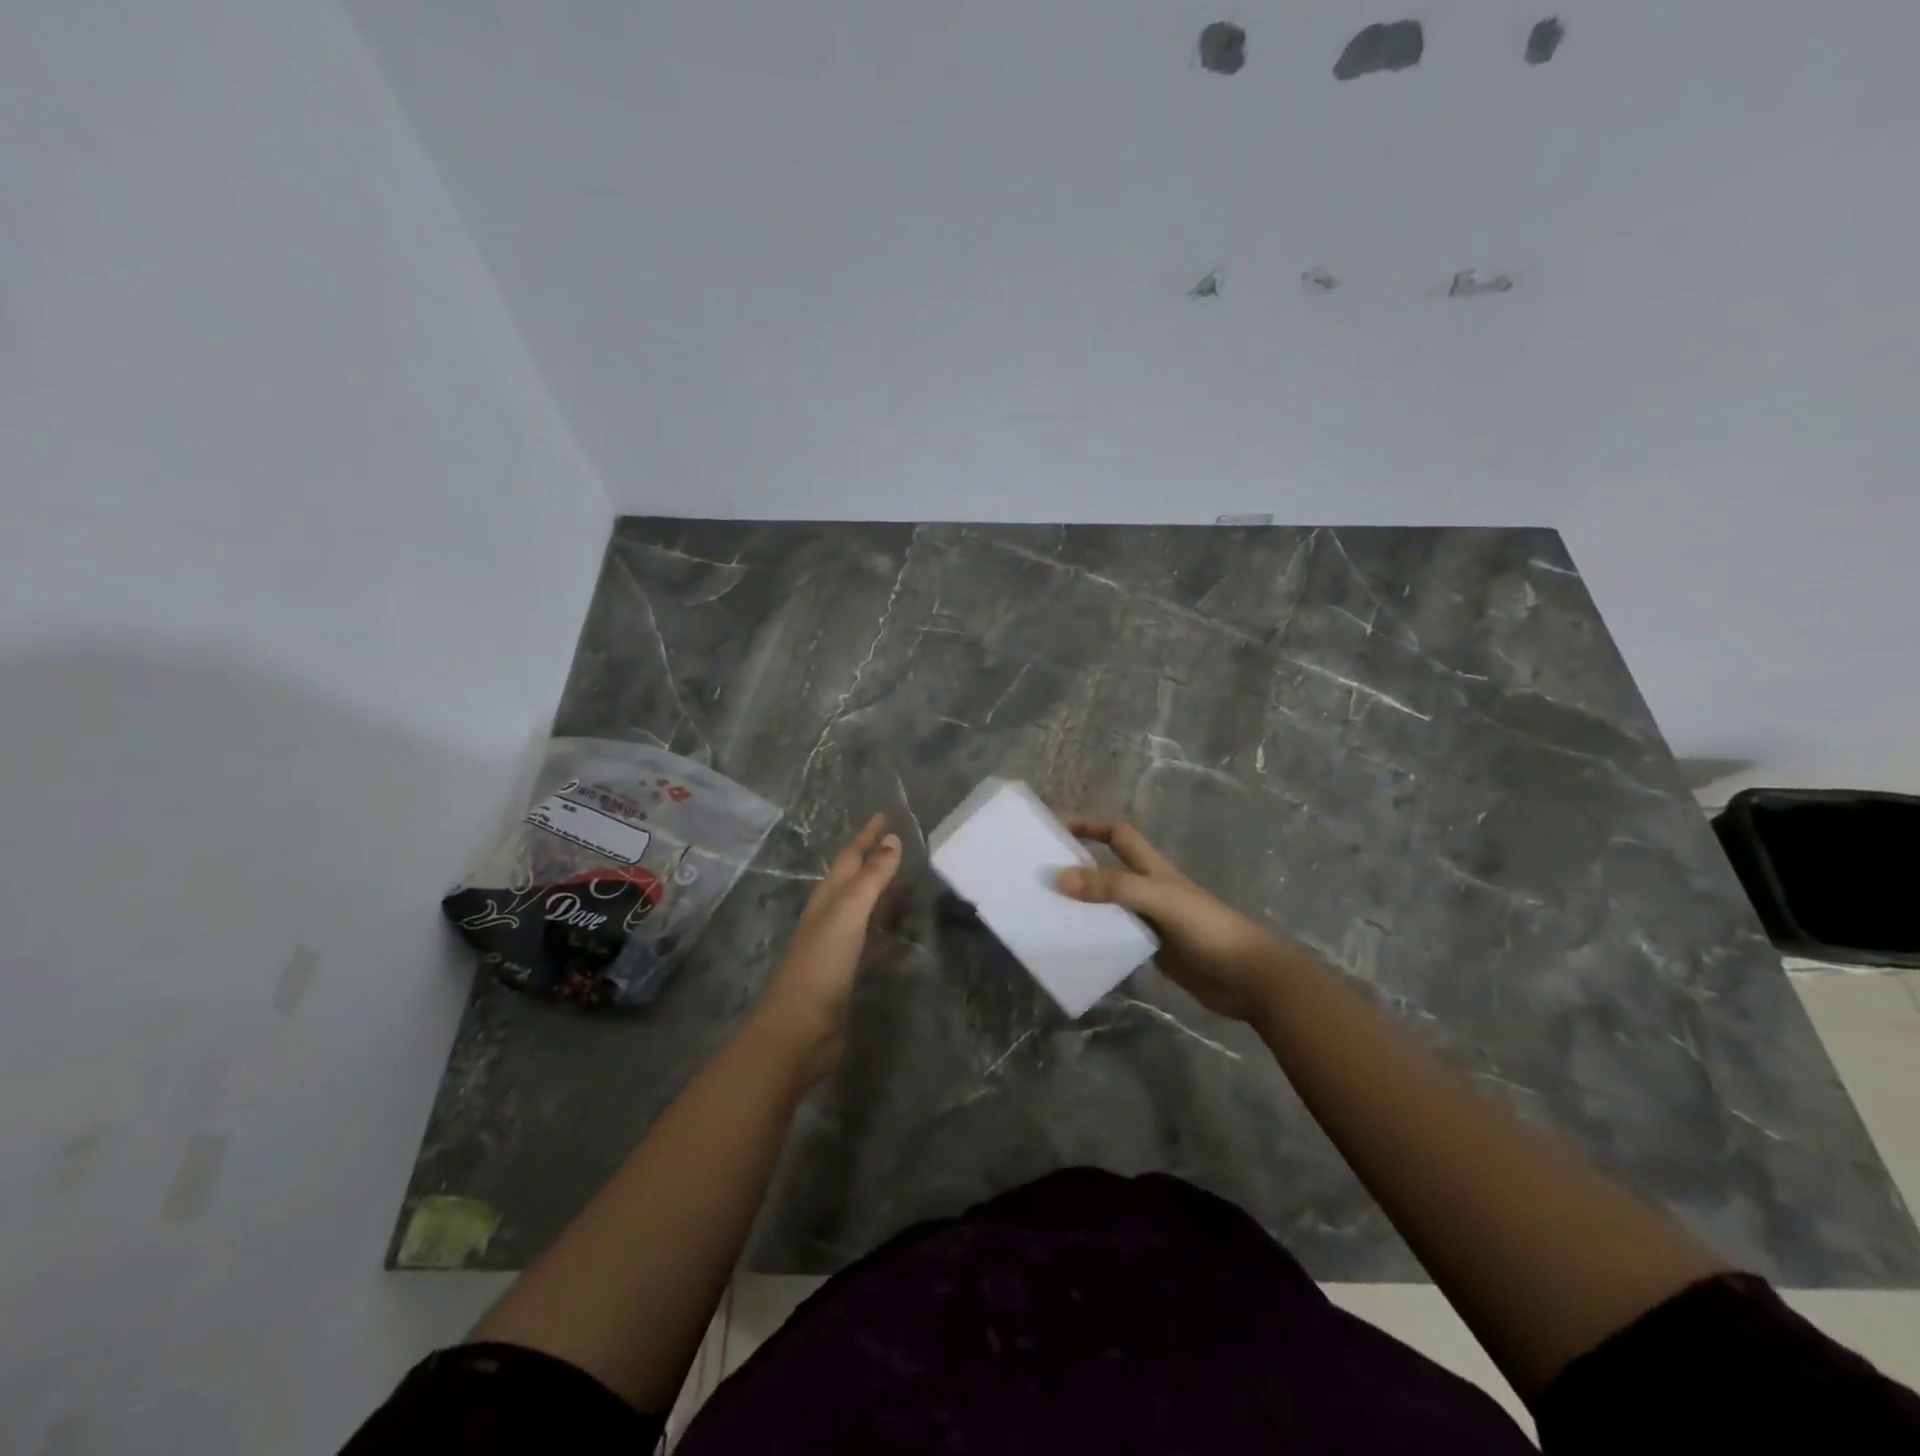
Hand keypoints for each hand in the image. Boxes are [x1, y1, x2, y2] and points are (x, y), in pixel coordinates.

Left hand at [749, 814, 901, 1083]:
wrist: (798, 1031)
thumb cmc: (821, 966)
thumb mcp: (847, 914)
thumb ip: (871, 878)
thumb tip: (892, 840)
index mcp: (828, 899)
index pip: (850, 857)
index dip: (867, 836)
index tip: (885, 815)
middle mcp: (831, 917)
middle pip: (855, 880)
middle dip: (875, 860)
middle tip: (901, 845)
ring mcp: (838, 946)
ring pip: (864, 910)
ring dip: (882, 894)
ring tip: (908, 884)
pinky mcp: (847, 973)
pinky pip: (871, 941)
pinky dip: (885, 930)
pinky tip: (899, 934)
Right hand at [1056, 817, 1297, 1022]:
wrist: (1249, 978)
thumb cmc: (1207, 929)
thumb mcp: (1158, 900)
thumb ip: (1112, 888)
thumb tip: (1058, 877)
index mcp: (1153, 869)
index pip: (1117, 834)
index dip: (1089, 825)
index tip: (1055, 827)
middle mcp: (1149, 890)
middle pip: (1107, 870)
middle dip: (1076, 866)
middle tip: (1037, 874)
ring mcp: (1151, 922)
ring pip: (1108, 906)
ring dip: (1082, 906)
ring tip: (1044, 912)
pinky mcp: (1153, 951)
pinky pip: (1115, 938)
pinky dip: (1094, 938)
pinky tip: (1073, 947)